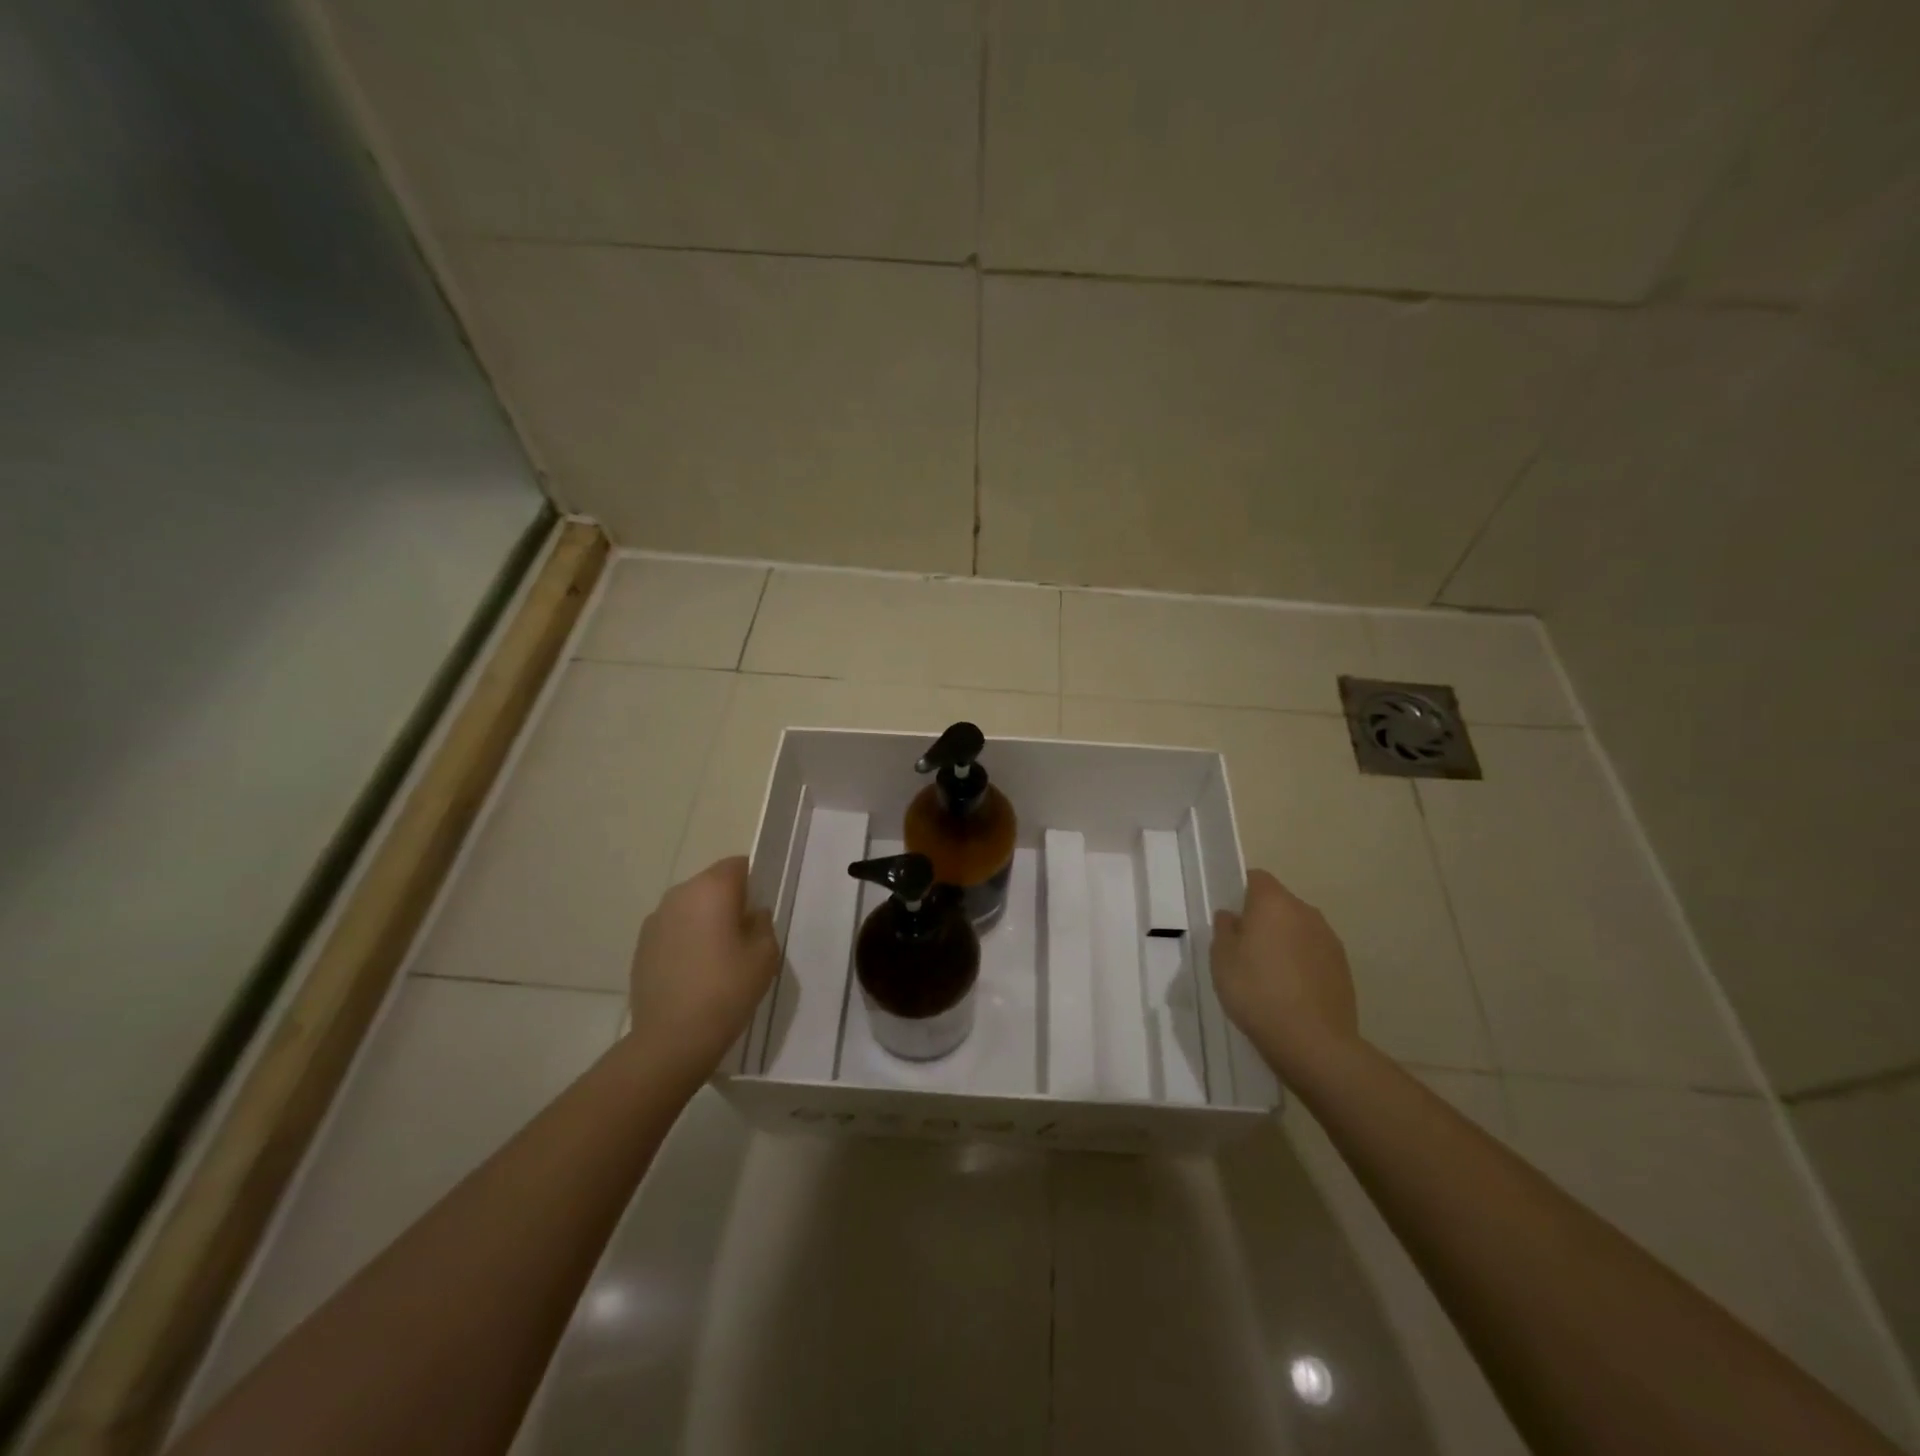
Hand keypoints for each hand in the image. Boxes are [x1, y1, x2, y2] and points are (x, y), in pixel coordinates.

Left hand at [626, 857, 779, 1080]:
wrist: (671, 1039)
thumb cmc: (727, 990)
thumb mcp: (765, 955)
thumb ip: (763, 924)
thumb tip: (751, 914)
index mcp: (711, 889)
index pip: (738, 865)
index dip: (754, 881)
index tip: (763, 907)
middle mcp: (679, 894)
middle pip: (712, 884)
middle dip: (729, 900)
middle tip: (746, 933)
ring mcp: (655, 920)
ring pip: (690, 907)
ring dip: (706, 920)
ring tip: (720, 956)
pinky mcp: (641, 946)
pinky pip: (673, 930)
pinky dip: (686, 940)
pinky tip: (696, 972)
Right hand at [1211, 869, 1360, 1077]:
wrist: (1313, 1042)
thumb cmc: (1257, 991)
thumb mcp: (1221, 959)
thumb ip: (1224, 930)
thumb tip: (1232, 916)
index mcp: (1274, 903)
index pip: (1257, 878)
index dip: (1241, 891)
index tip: (1230, 918)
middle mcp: (1306, 912)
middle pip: (1279, 903)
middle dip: (1262, 919)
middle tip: (1243, 949)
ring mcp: (1329, 939)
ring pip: (1298, 929)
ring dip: (1284, 941)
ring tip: (1268, 975)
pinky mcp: (1343, 967)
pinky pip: (1314, 953)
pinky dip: (1301, 963)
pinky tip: (1290, 992)